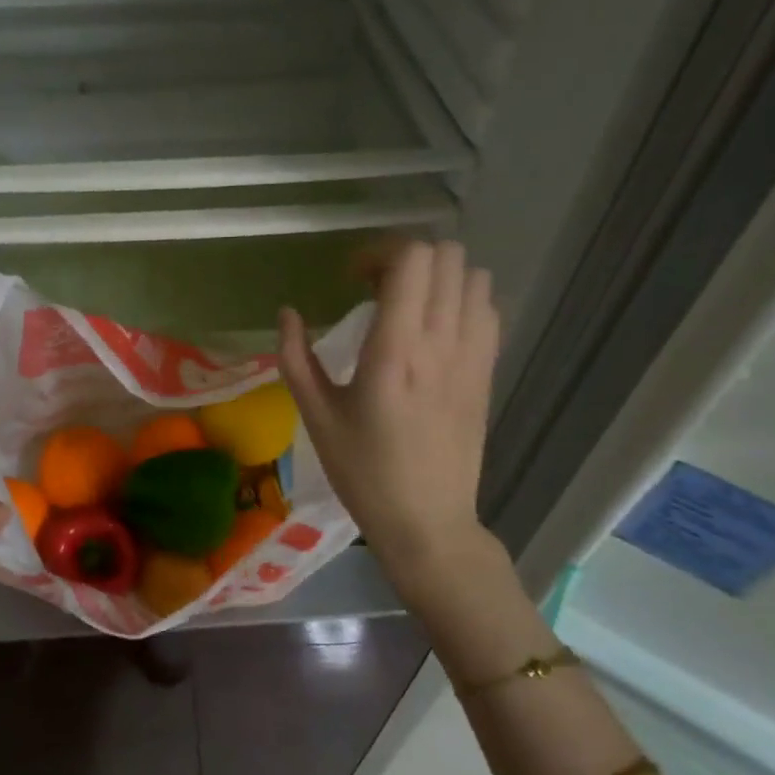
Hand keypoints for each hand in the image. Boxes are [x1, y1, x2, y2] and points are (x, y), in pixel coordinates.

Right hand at [277, 240, 508, 612]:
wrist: (428, 522)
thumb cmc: (363, 472)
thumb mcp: (316, 416)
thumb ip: (295, 358)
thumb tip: (286, 313)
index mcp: (395, 351)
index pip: (412, 261)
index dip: (379, 252)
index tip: (352, 278)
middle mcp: (441, 343)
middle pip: (447, 256)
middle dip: (407, 257)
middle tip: (376, 286)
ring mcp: (473, 356)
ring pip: (474, 277)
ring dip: (439, 276)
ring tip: (408, 303)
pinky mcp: (487, 372)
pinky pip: (487, 310)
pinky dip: (462, 299)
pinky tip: (435, 327)